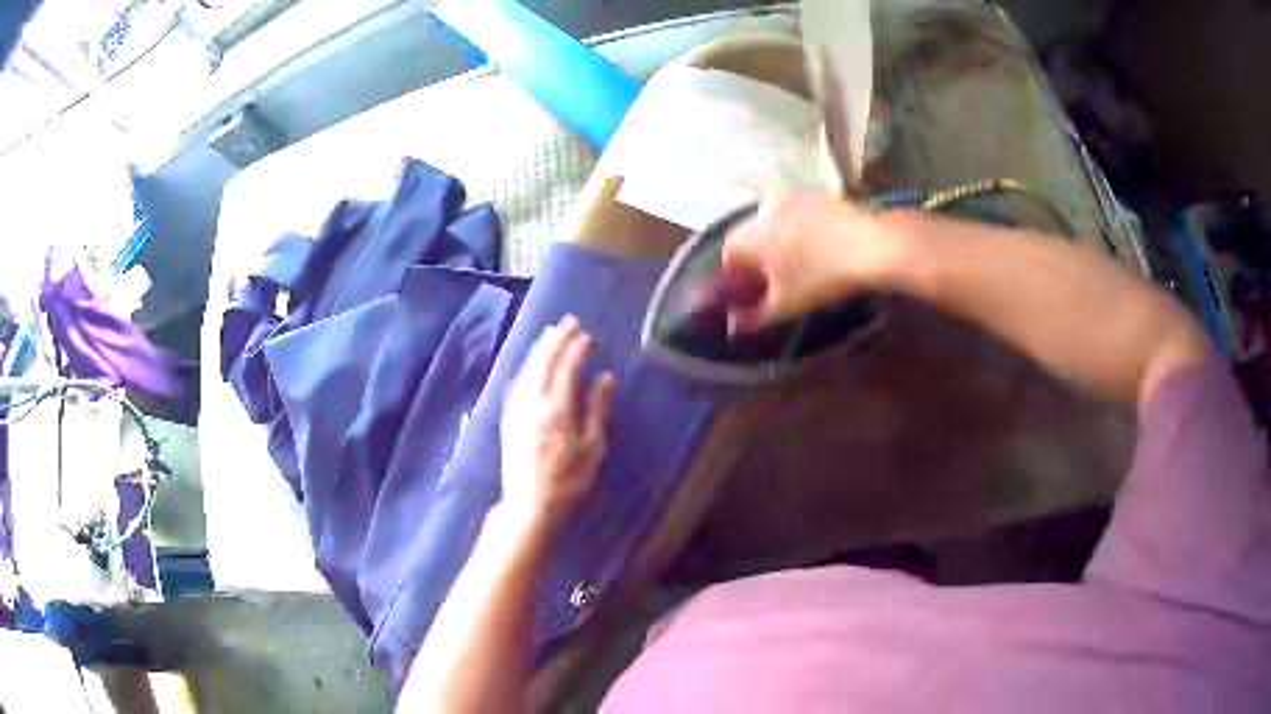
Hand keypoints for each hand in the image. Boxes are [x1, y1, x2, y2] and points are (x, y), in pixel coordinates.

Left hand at [500, 315, 613, 533]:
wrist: (530, 504)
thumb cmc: (569, 480)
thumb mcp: (592, 448)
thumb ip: (597, 409)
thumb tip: (604, 377)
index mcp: (557, 409)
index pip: (567, 367)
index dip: (577, 348)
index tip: (589, 337)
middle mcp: (533, 403)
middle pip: (544, 361)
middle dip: (557, 339)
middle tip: (570, 321)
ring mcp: (517, 409)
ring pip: (527, 369)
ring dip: (540, 349)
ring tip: (550, 333)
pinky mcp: (508, 419)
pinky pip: (516, 383)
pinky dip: (526, 367)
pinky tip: (531, 364)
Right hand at [721, 193, 903, 327]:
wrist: (870, 245)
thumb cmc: (820, 277)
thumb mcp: (786, 305)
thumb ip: (754, 316)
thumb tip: (734, 326)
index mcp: (751, 235)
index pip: (727, 253)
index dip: (734, 275)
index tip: (749, 290)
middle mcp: (764, 210)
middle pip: (749, 235)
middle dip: (756, 255)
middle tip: (774, 278)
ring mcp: (791, 197)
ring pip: (772, 221)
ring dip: (777, 239)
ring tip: (798, 261)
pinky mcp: (815, 194)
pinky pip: (795, 213)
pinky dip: (798, 227)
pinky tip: (818, 244)